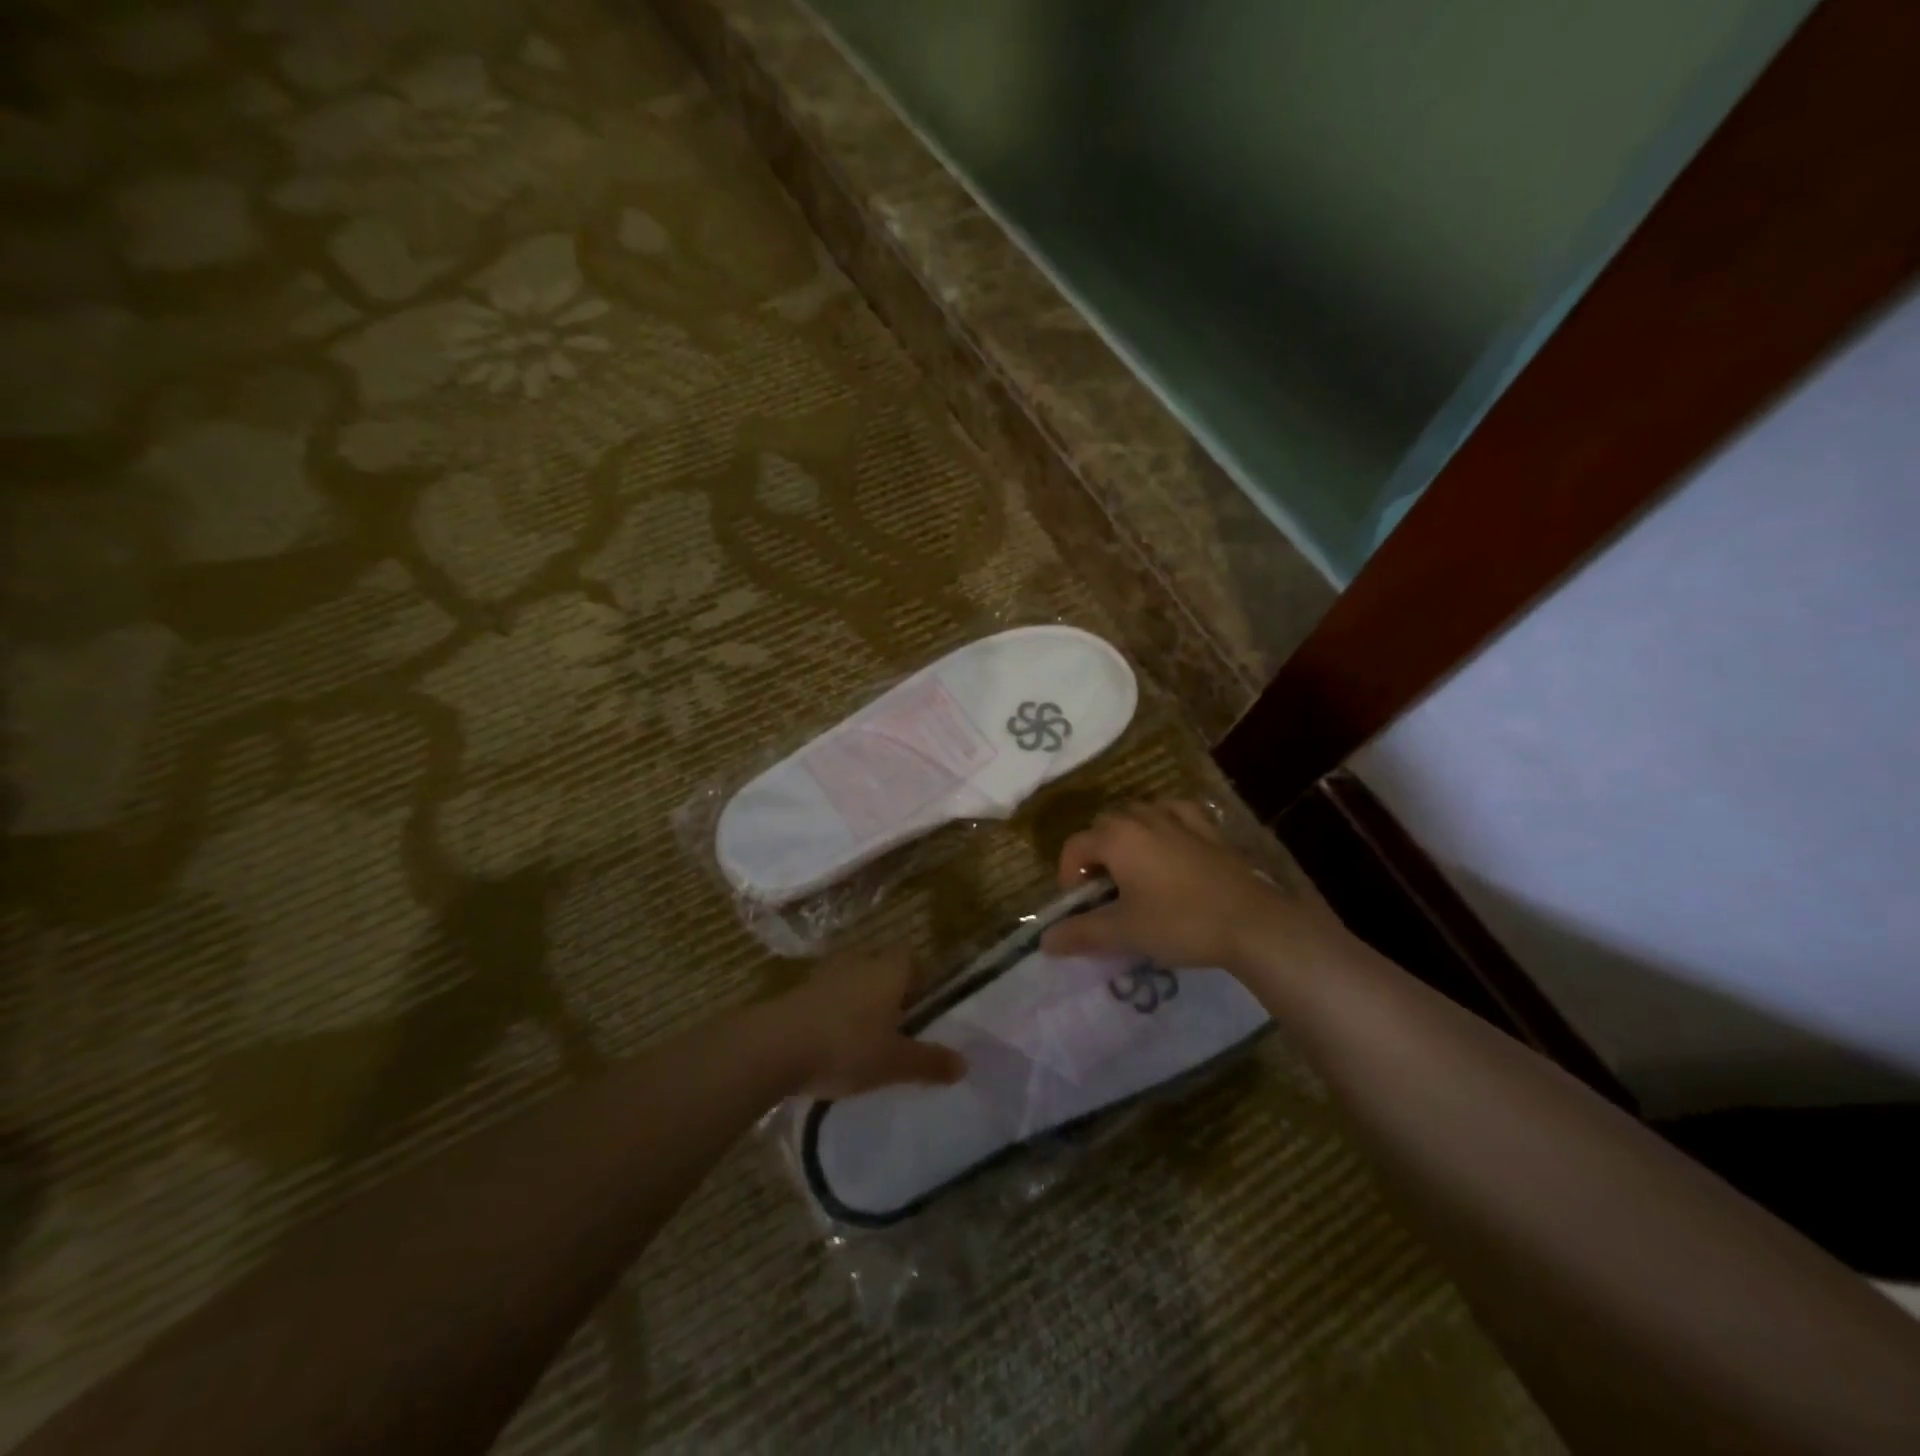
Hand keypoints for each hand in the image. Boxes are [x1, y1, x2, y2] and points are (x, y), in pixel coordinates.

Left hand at [776, 951, 965, 1098]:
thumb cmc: (846, 1047)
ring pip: (853, 979)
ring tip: (863, 1036)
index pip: (910, 956)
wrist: (776, 1046)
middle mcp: (860, 961)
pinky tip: (831, 1041)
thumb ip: (929, 1062)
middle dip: (889, 990)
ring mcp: (826, 973)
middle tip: (895, 1026)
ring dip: (859, 1000)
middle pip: (881, 966)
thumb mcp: (894, 1062)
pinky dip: (833, 1011)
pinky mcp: (799, 990)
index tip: (920, 1006)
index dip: (918, 977)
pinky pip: (827, 994)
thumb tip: (964, 1064)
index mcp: (888, 971)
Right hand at [1040, 800, 1350, 974]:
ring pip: (1139, 814)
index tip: (1080, 906)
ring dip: (1127, 837)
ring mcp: (1178, 818)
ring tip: (1134, 870)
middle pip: (1104, 825)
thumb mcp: (1125, 932)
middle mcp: (1143, 818)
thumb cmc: (1180, 923)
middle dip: (1095, 854)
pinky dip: (1165, 822)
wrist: (1252, 923)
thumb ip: (1082, 933)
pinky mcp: (1208, 828)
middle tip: (1104, 892)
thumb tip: (1045, 942)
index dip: (1069, 875)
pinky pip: (1176, 813)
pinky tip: (1170, 841)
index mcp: (1117, 838)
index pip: (1075, 846)